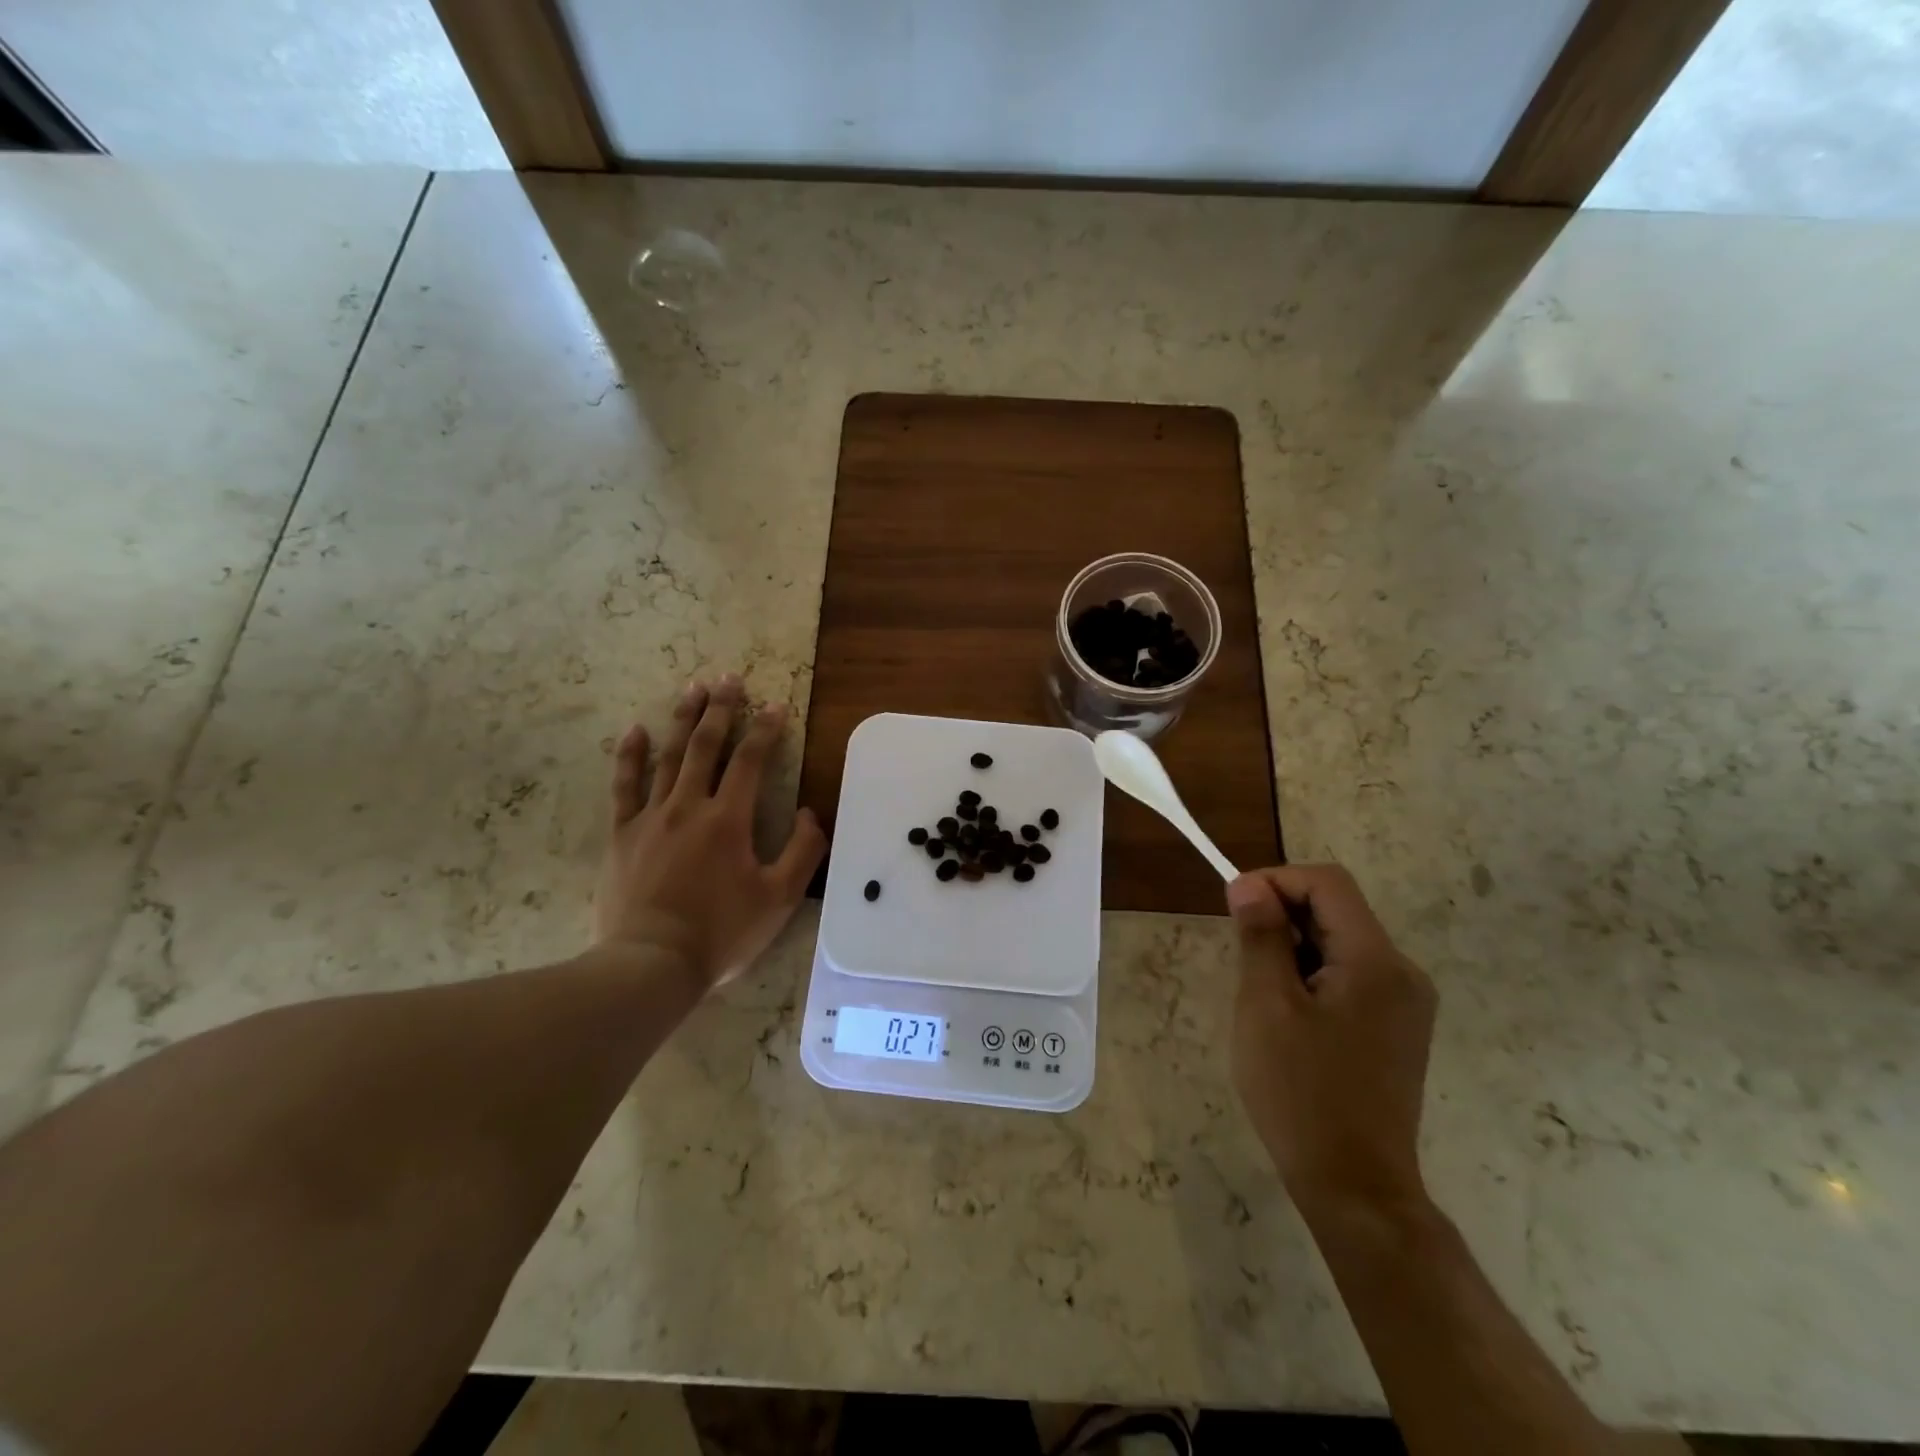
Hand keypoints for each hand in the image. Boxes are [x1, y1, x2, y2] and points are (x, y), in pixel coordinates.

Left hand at [596, 674, 827, 988]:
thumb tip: (812, 814)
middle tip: (729, 678)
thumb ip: (803, 852)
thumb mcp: (778, 899)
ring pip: (668, 757)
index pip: (750, 761)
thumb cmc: (721, 932)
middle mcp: (689, 806)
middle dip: (721, 710)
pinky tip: (635, 730)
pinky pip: (624, 787)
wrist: (650, 964)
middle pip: (706, 746)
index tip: (776, 705)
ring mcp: (651, 818)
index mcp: (729, 820)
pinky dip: (630, 756)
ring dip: (683, 720)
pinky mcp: (622, 835)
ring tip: (693, 688)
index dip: (766, 730)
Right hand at [1227, 864, 1436, 1216]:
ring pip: (1339, 943)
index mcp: (1376, 961)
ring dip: (1293, 949)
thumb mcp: (1267, 1005)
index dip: (1276, 880)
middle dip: (1282, 917)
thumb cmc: (1302, 1092)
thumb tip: (1248, 885)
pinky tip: (1289, 1018)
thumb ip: (1261, 936)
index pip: (1327, 882)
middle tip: (1242, 958)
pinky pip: (1350, 976)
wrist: (1355, 1187)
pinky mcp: (1396, 1029)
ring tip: (1262, 996)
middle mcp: (1402, 972)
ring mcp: (1405, 1004)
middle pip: (1336, 910)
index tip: (1234, 908)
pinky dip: (1312, 976)